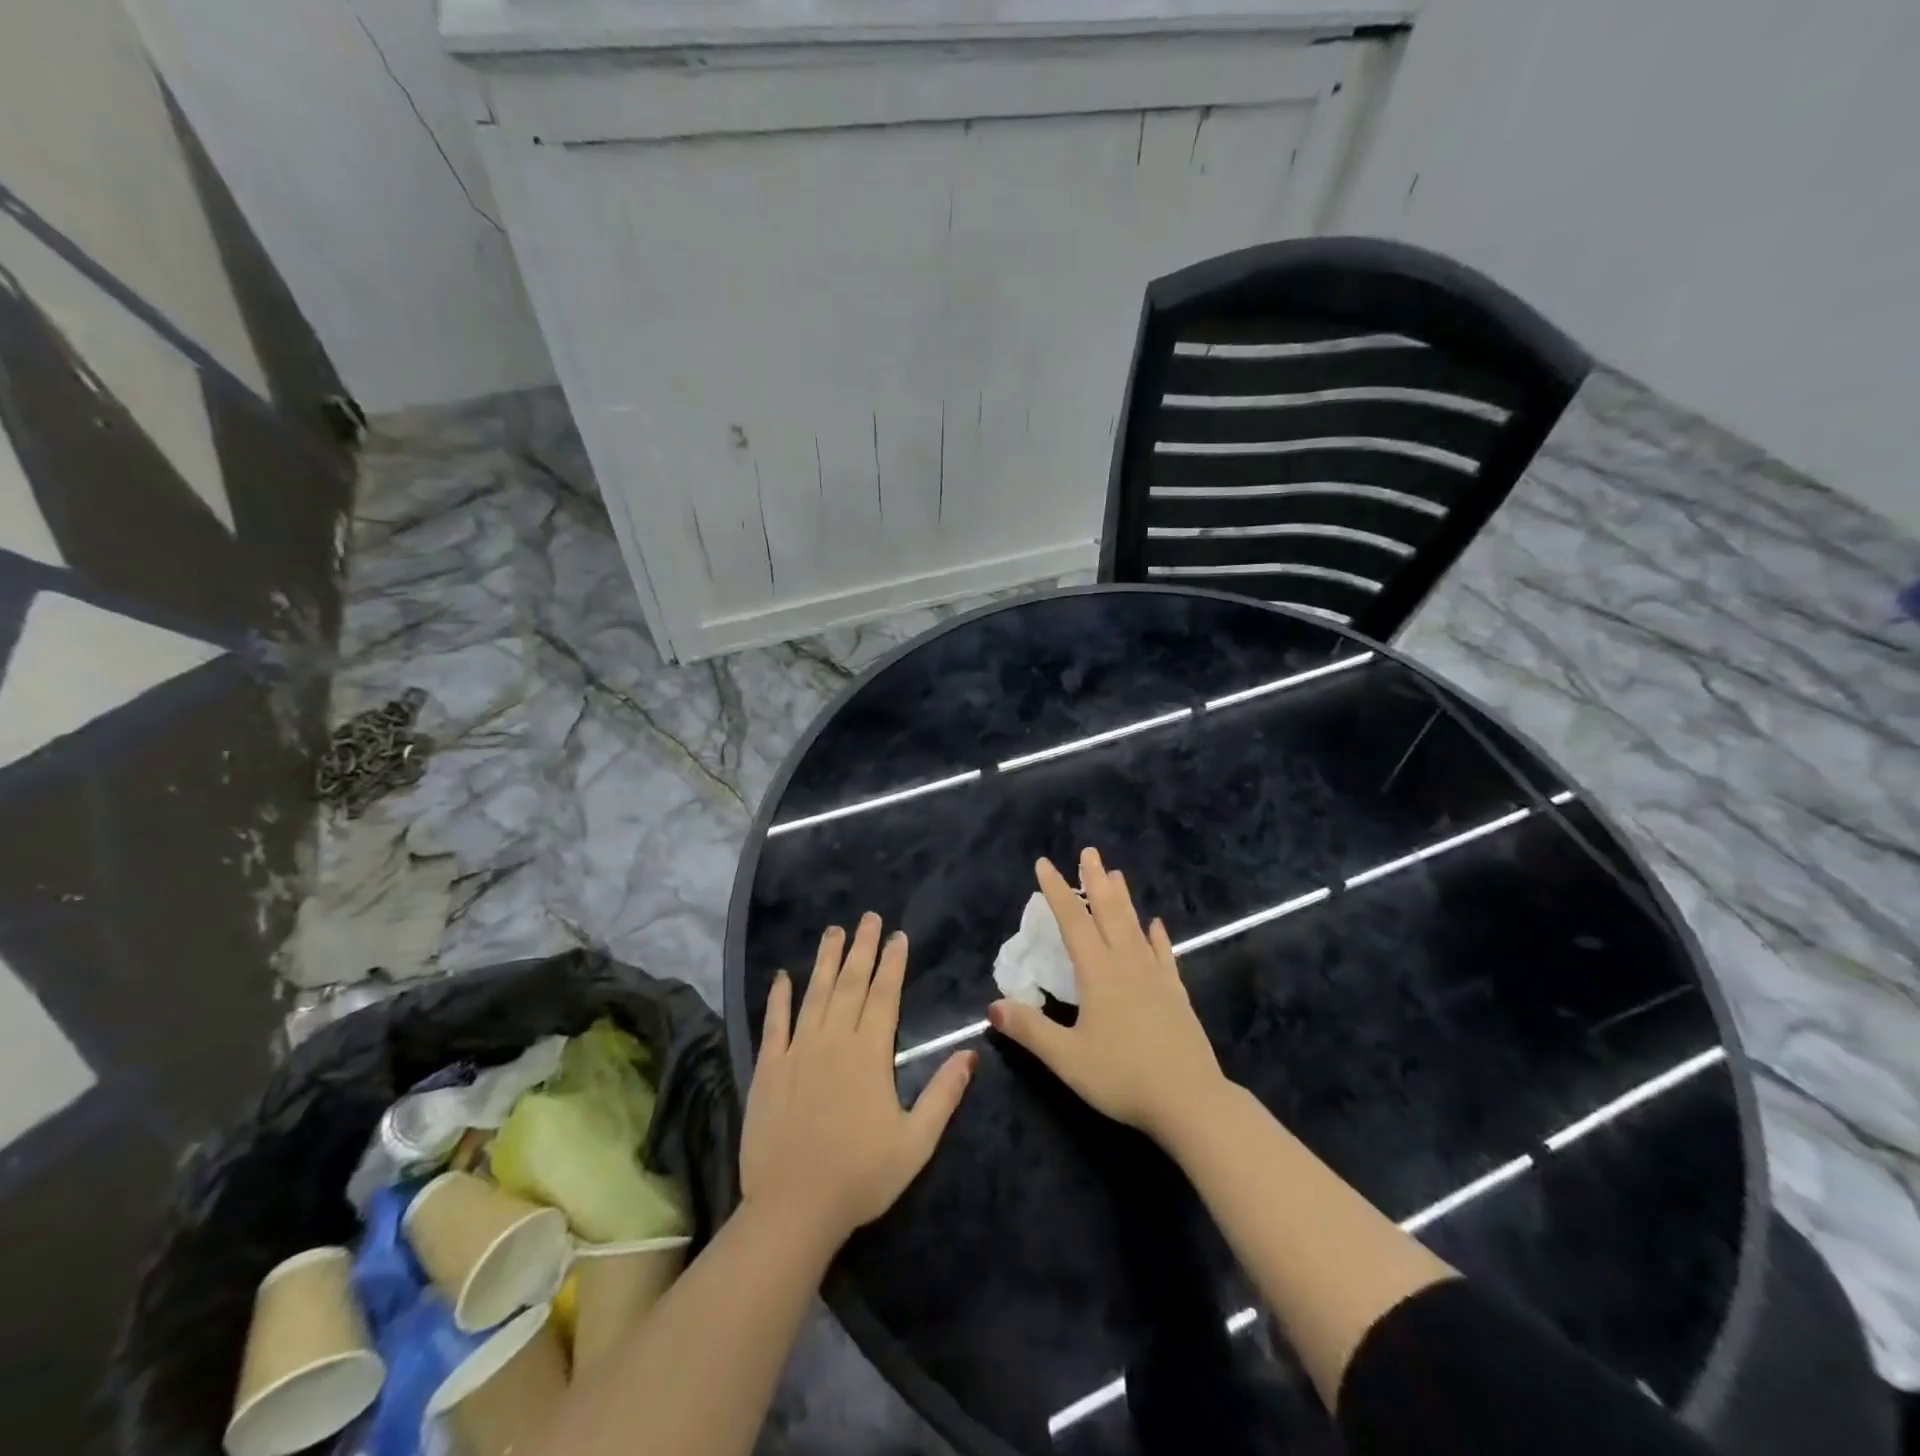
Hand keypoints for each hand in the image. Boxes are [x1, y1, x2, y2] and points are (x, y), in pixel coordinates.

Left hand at [740, 914, 975, 1246]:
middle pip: (851, 984)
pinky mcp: (768, 1068)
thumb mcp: (916, 1142)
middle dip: (862, 948)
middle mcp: (833, 1041)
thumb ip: (944, 1094)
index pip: (885, 995)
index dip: (892, 963)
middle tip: (868, 917)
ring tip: (833, 930)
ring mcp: (798, 1051)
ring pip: (814, 994)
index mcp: (870, 1054)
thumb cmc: (860, 1177)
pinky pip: (774, 1024)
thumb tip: (971, 1052)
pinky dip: (778, 997)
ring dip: (825, 960)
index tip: (897, 935)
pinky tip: (782, 976)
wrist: (793, 1209)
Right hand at [988, 848, 1225, 1142]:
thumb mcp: (1066, 1058)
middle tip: (1089, 852)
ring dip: (1123, 898)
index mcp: (1097, 972)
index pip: (1072, 921)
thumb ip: (1029, 1029)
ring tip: (1117, 873)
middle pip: (1108, 912)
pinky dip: (1156, 936)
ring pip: (1134, 926)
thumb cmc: (1122, 1076)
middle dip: (1095, 880)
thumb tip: (992, 1006)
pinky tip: (1156, 924)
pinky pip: (1163, 954)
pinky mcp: (1175, 993)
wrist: (1190, 1100)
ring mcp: (1155, 976)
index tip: (1045, 863)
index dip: (1057, 891)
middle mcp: (1126, 963)